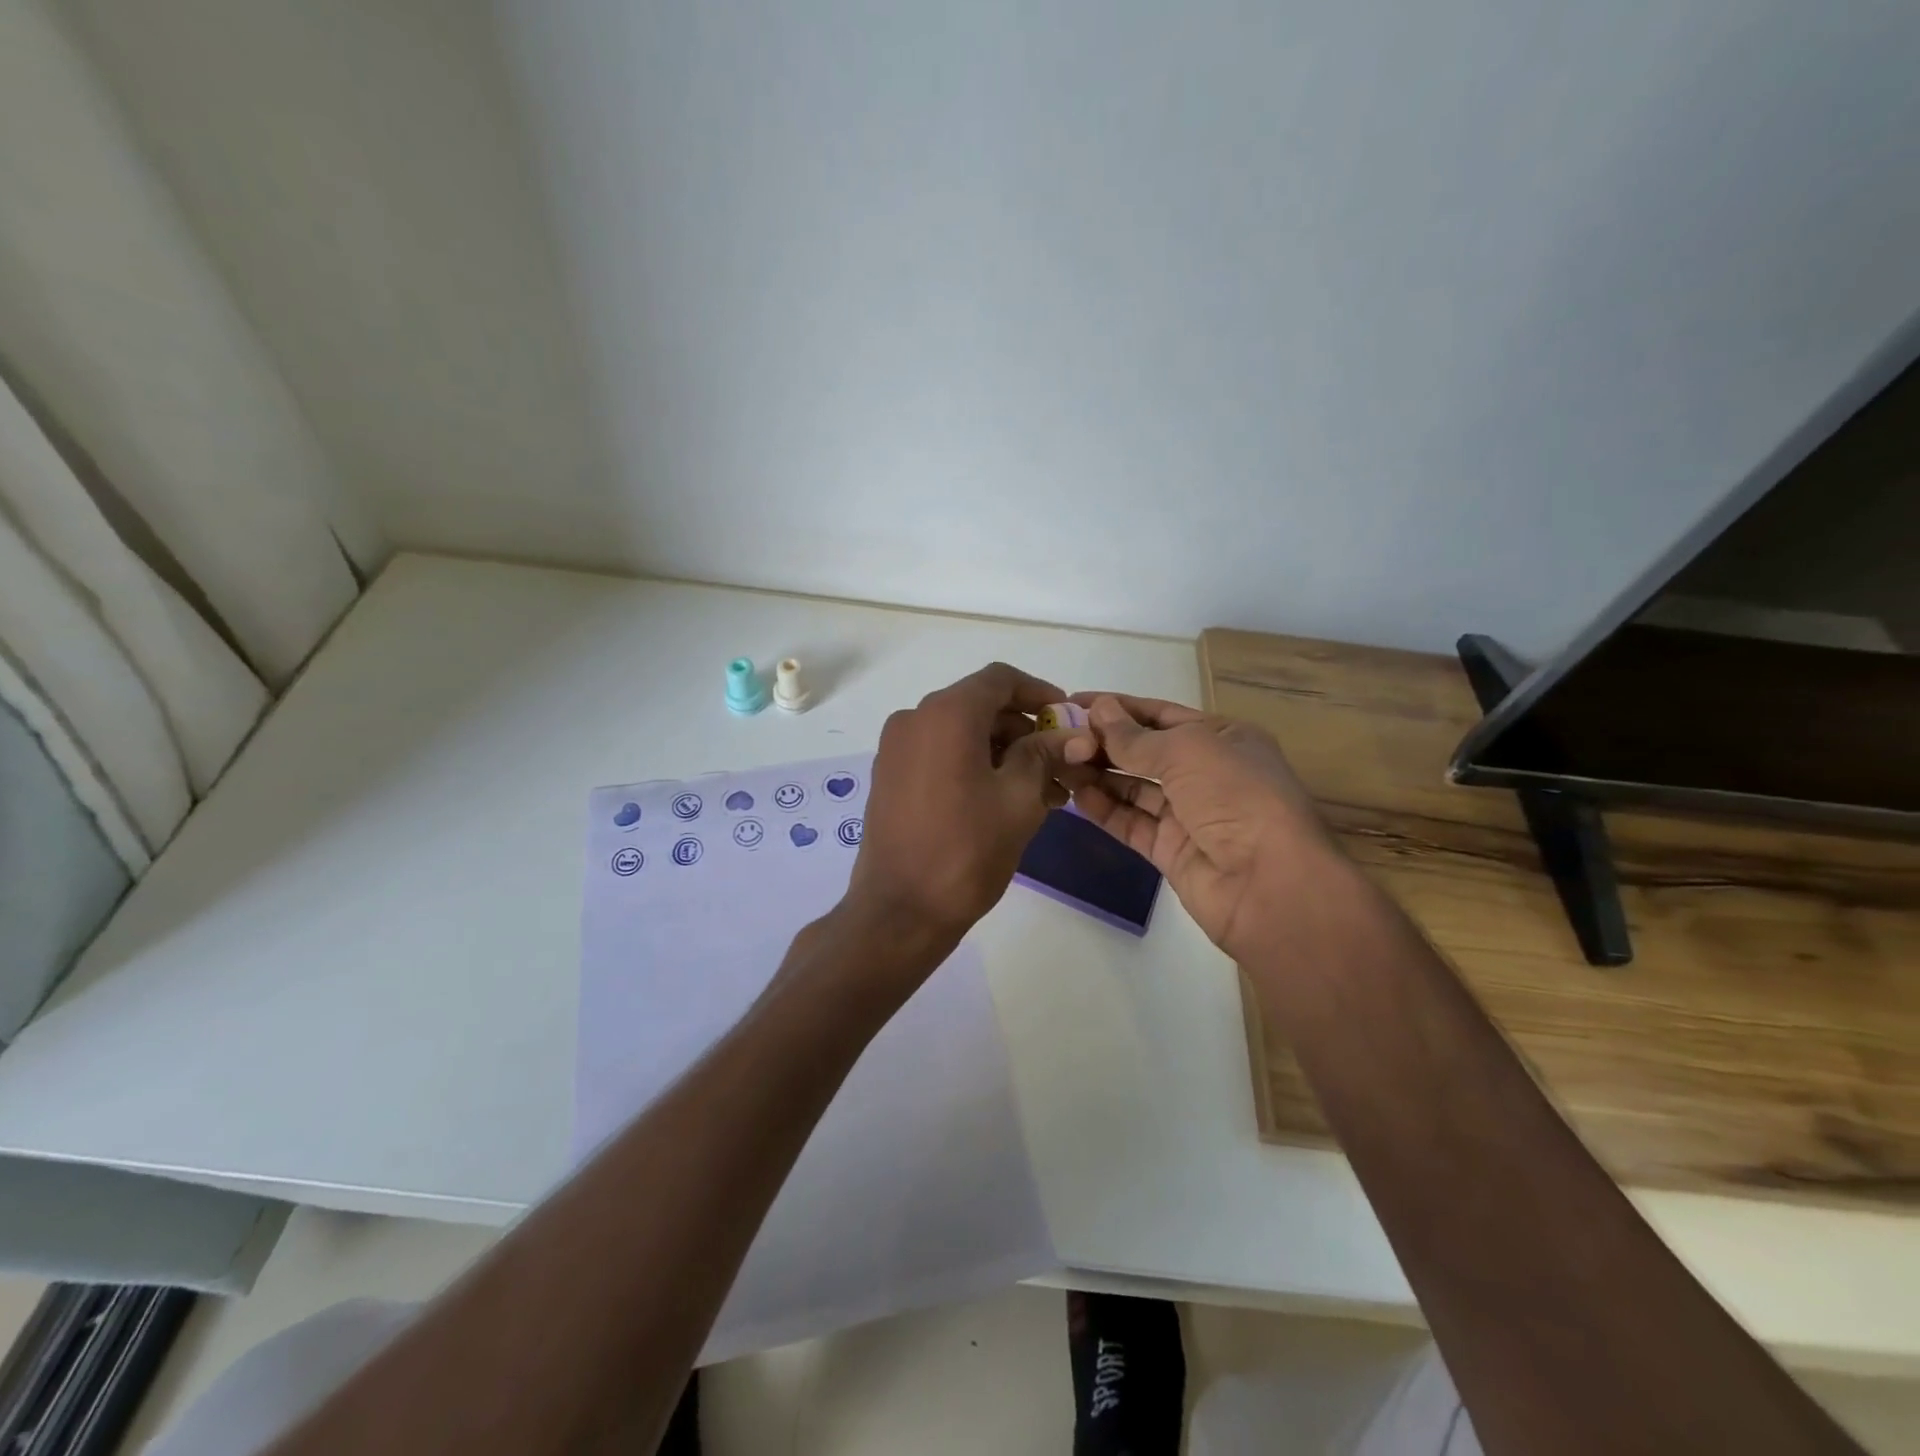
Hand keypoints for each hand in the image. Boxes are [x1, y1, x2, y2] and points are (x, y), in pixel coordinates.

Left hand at [846, 663, 1095, 955]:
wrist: (899, 911)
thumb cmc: (966, 851)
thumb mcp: (1018, 799)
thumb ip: (1045, 755)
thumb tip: (1073, 736)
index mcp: (946, 714)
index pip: (1000, 680)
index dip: (1038, 693)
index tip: (1066, 719)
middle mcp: (914, 719)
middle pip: (980, 706)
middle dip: (1024, 730)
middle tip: (1061, 764)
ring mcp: (896, 749)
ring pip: (961, 733)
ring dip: (1002, 752)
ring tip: (1043, 791)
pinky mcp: (890, 776)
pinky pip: (940, 754)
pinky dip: (974, 765)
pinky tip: (1005, 798)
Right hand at [1067, 694, 1344, 961]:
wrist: (1269, 883)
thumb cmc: (1235, 796)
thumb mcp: (1186, 751)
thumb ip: (1135, 736)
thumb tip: (1098, 710)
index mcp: (1222, 738)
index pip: (1160, 714)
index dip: (1118, 707)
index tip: (1073, 702)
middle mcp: (1206, 773)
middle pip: (1145, 751)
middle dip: (1104, 742)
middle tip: (1057, 735)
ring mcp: (1188, 814)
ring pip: (1134, 787)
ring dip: (1099, 774)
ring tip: (1059, 762)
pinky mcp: (1171, 849)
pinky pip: (1131, 822)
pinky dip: (1105, 809)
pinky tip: (1076, 795)